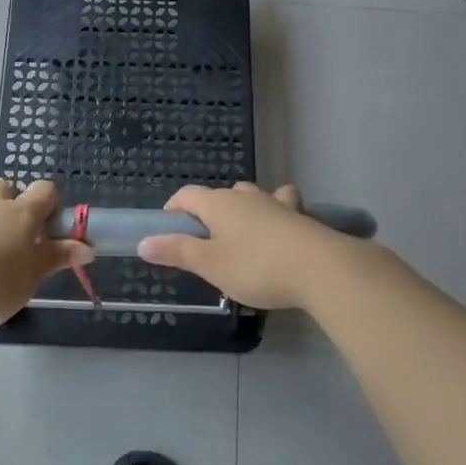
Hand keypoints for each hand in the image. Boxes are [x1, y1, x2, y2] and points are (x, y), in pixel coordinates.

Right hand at [137, 182, 348, 310]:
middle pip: (220, 195)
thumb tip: (144, 242)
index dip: (173, 209)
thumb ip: (176, 252)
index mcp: (218, 204)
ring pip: (253, 196)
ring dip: (243, 209)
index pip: (187, 195)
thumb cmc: (257, 266)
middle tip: (206, 242)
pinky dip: (277, 214)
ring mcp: (277, 204)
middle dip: (209, 213)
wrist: (321, 269)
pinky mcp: (302, 217)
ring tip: (241, 234)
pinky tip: (280, 232)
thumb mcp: (210, 265)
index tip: (167, 230)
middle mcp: (246, 197)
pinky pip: (284, 206)